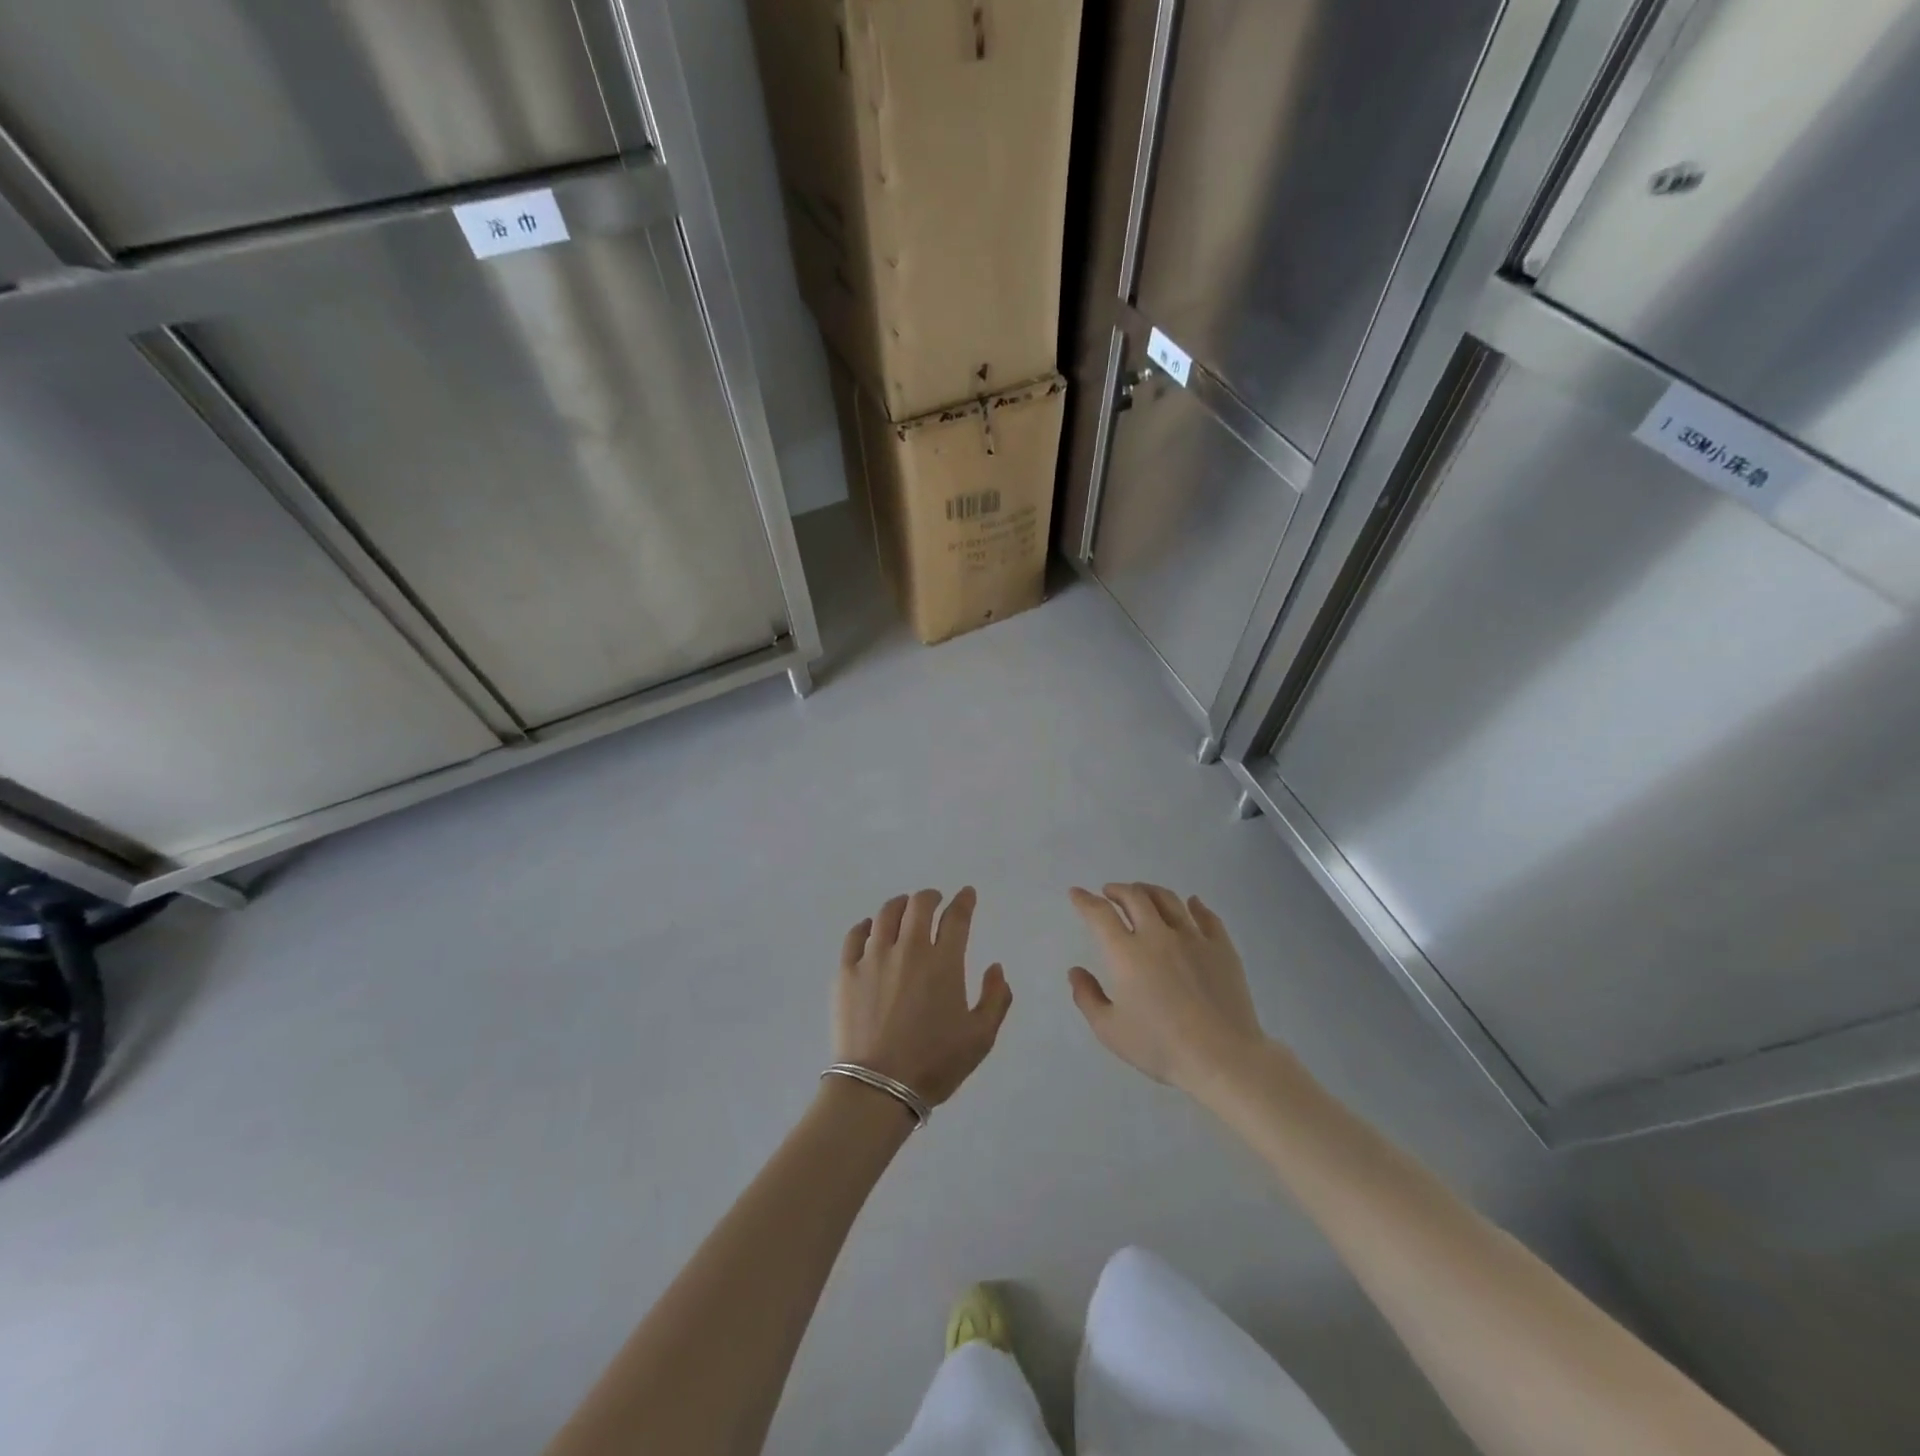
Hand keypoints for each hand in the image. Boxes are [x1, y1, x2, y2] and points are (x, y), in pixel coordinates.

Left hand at [836, 888, 1011, 1105]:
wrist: (878, 1087)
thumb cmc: (934, 1064)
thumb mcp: (980, 1038)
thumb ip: (995, 998)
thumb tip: (996, 968)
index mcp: (944, 962)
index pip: (956, 917)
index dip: (964, 901)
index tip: (967, 894)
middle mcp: (909, 949)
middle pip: (919, 905)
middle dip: (930, 897)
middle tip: (935, 900)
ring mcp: (873, 957)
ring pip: (886, 914)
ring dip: (900, 905)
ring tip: (904, 909)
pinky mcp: (846, 971)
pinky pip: (855, 935)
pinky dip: (866, 925)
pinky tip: (870, 929)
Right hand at [1068, 883, 1267, 1092]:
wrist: (1222, 1057)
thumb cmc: (1160, 1046)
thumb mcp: (1109, 1030)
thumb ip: (1087, 997)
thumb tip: (1075, 971)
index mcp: (1126, 953)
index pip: (1100, 914)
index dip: (1085, 900)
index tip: (1077, 893)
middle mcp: (1158, 935)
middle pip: (1135, 897)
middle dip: (1117, 890)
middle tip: (1109, 892)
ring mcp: (1193, 938)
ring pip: (1168, 900)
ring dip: (1150, 891)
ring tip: (1142, 893)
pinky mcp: (1222, 947)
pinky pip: (1207, 916)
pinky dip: (1195, 905)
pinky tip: (1192, 903)